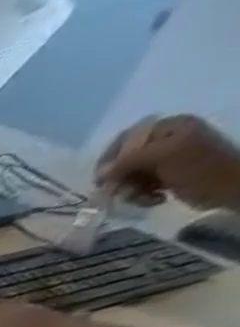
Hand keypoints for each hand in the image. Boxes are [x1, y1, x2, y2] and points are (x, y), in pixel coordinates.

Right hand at [96, 114, 239, 209]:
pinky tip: (153, 199)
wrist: (226, 186)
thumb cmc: (199, 166)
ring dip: (130, 191)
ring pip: (129, 177)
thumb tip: (100, 174)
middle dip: (121, 179)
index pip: (127, 138)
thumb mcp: (166, 155)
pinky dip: (140, 196)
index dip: (110, 158)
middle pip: (124, 161)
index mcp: (170, 127)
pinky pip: (138, 187)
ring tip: (144, 197)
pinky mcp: (164, 176)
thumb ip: (129, 160)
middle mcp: (166, 140)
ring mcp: (165, 159)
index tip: (101, 179)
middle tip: (123, 192)